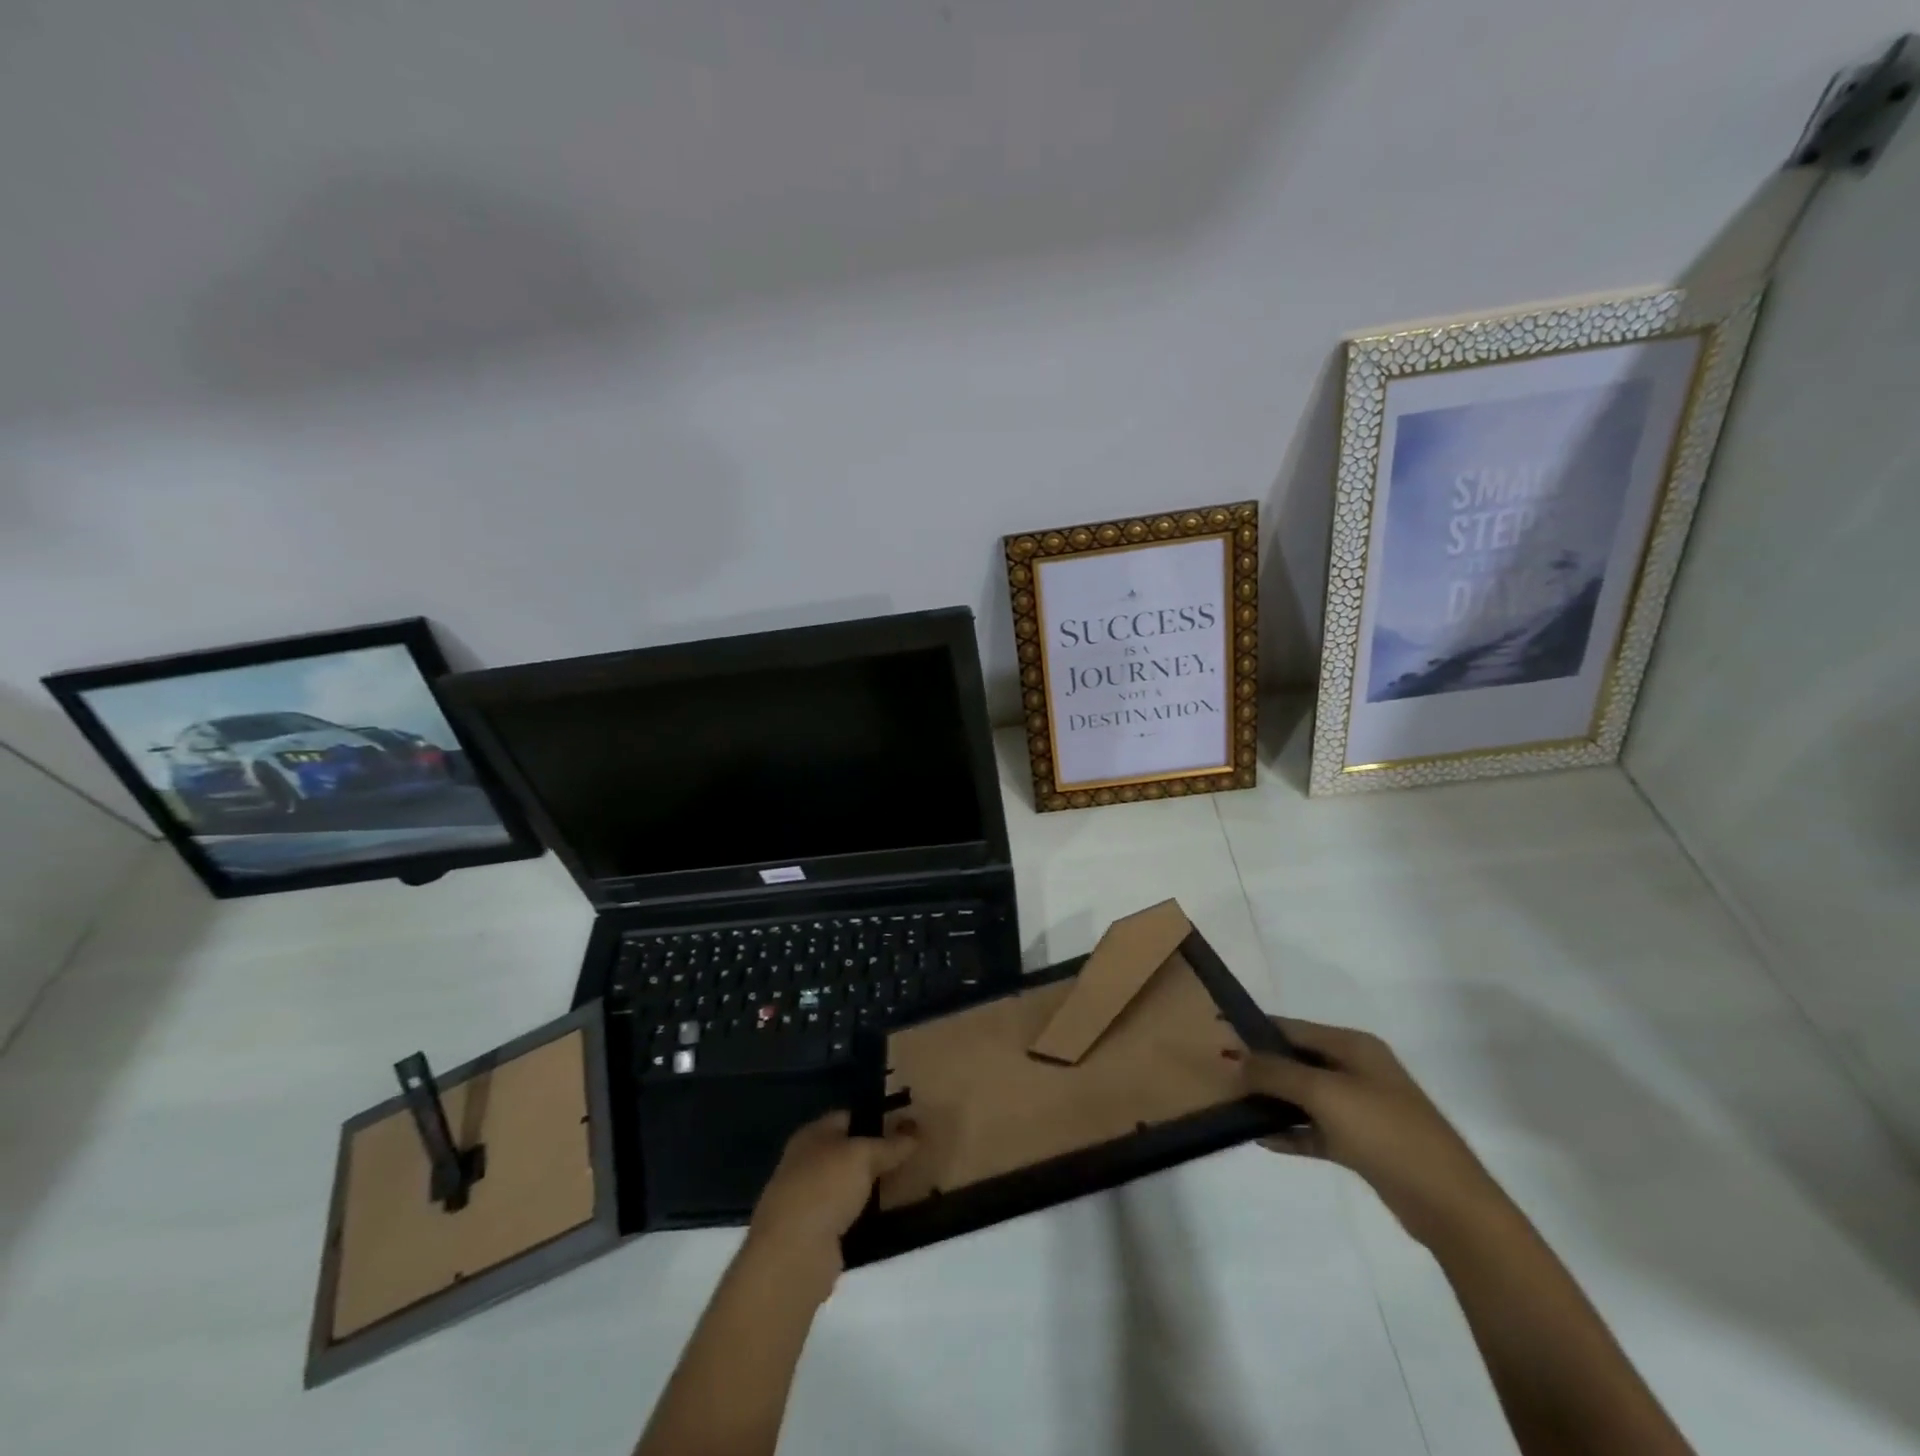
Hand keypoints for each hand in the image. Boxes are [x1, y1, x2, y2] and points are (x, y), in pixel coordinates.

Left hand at [743, 1111, 917, 1297]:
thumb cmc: (825, 1188)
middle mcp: (804, 1162)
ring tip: (902, 1187)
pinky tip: (882, 1219)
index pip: (847, 1117)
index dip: (874, 1119)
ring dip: (867, 1188)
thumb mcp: (864, 1156)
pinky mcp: (812, 1234)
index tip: (903, 1127)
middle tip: (908, 1158)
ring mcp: (806, 1200)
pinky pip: (843, 1216)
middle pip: (845, 1152)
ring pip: (845, 1185)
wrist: (793, 1254)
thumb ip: (889, 1145)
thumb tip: (915, 1133)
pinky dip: (860, 1217)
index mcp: (811, 1135)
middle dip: (873, 1155)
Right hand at [1245, 1019, 1507, 1247]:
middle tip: (1221, 1075)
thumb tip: (1237, 1059)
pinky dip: (1292, 1132)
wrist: (1448, 1202)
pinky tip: (1263, 1139)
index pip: (1293, 1028)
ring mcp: (1361, 1108)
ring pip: (1305, 1096)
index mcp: (1353, 1046)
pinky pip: (1316, 1129)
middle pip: (1297, 1061)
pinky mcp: (1362, 1143)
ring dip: (1273, 1101)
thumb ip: (1276, 1072)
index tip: (1218, 1034)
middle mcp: (1357, 1070)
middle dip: (1261, 1067)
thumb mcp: (1324, 1093)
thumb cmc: (1385, 1131)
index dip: (1255, 1030)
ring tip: (1234, 1106)